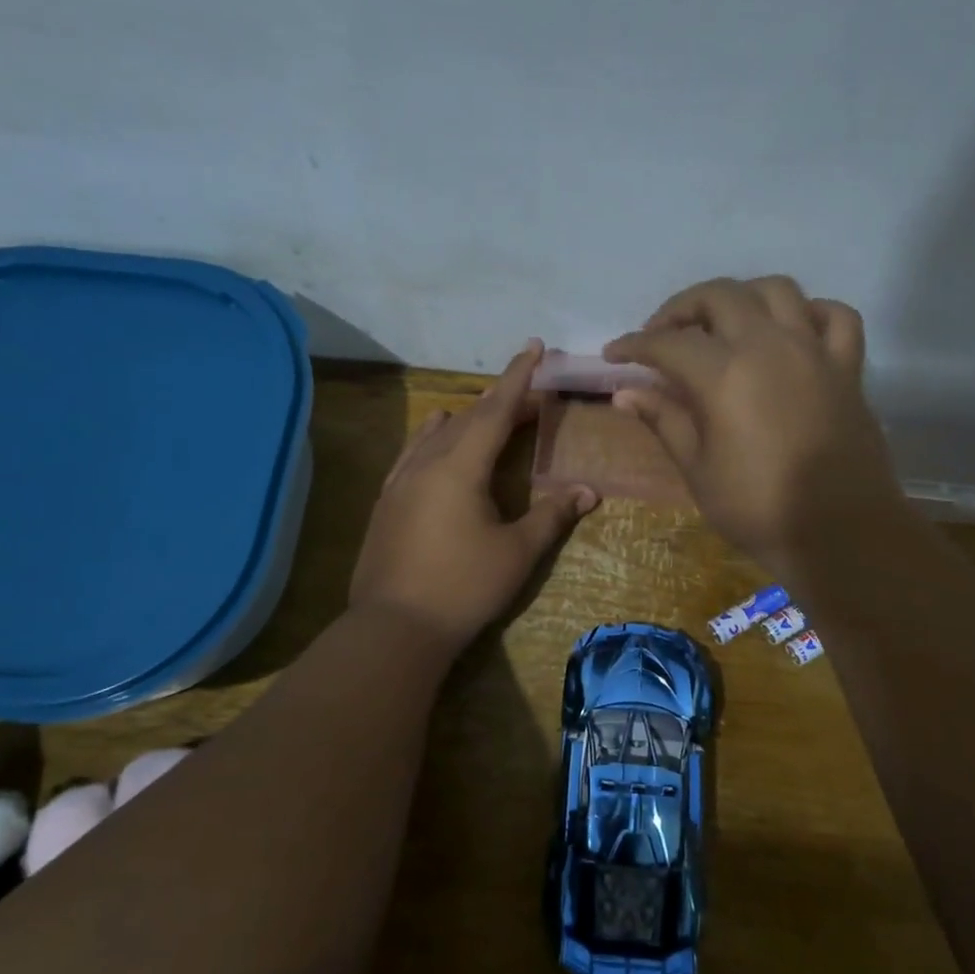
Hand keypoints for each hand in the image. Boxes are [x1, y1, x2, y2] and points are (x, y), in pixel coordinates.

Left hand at [349, 341, 597, 652]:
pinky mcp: (387, 502)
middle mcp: (427, 463)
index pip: (496, 410)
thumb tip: (587, 491)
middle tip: (529, 395)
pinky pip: (412, 453)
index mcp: (460, 467)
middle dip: (500, 401)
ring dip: (465, 417)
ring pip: (436, 434)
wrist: (395, 626)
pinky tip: (432, 437)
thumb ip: (551, 516)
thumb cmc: (463, 587)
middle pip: (469, 419)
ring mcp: (401, 482)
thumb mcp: (516, 553)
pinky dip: (431, 437)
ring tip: (481, 408)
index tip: (533, 346)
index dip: (518, 378)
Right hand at [604, 277, 903, 578]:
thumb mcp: (698, 470)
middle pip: (720, 296)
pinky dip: (811, 312)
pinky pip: (836, 316)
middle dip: (682, 307)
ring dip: (742, 297)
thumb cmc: (759, 508)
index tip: (614, 354)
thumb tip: (625, 393)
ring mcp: (814, 351)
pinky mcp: (847, 367)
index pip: (668, 343)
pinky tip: (792, 331)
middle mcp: (769, 346)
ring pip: (777, 289)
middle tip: (662, 335)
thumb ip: (665, 421)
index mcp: (725, 375)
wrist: (840, 534)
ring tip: (723, 324)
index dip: (634, 345)